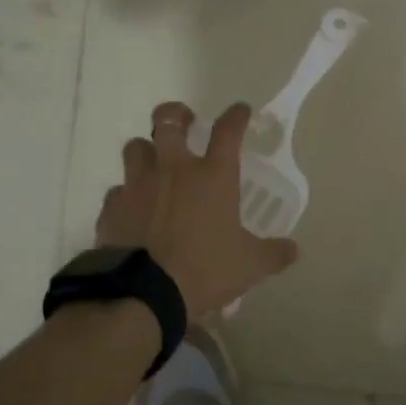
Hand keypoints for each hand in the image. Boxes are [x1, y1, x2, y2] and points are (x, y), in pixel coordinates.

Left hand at [95, 101, 299, 320]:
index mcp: (212, 176)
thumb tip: (293, 250)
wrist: (143, 293)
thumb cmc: (204, 270)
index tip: (240, 111)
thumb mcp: (249, 266)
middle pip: (168, 120)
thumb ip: (272, 254)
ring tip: (153, 163)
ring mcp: (138, 185)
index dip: (236, 116)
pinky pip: (117, 191)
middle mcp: (174, 170)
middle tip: (185, 121)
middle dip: (176, 114)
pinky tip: (132, 209)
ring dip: (146, 150)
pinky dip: (125, 195)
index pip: (228, 131)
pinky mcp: (112, 208)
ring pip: (135, 148)